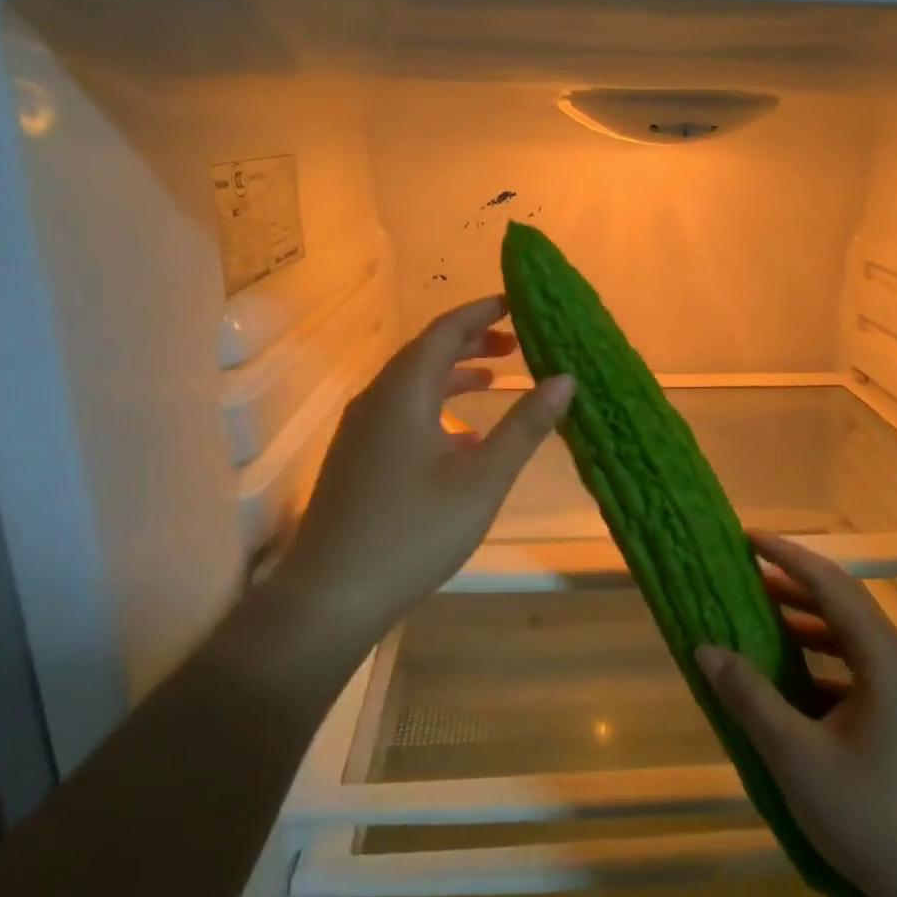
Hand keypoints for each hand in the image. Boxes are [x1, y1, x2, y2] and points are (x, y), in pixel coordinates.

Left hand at [276, 296, 572, 649]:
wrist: (331, 593)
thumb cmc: (414, 531)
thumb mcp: (482, 479)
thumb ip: (525, 427)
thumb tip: (565, 379)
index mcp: (403, 392)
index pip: (445, 331)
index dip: (481, 312)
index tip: (516, 302)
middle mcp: (377, 399)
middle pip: (426, 353)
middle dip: (472, 343)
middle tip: (516, 344)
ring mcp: (361, 429)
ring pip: (413, 385)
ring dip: (454, 376)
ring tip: (495, 381)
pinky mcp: (356, 457)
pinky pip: (401, 413)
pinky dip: (437, 408)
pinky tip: (463, 437)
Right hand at [696, 532, 896, 896]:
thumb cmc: (875, 819)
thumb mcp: (798, 758)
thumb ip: (750, 697)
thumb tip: (706, 648)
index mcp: (889, 659)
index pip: (833, 585)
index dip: (788, 556)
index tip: (749, 538)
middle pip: (845, 608)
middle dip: (793, 590)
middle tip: (743, 578)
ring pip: (855, 643)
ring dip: (809, 629)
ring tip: (760, 622)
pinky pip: (866, 673)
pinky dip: (827, 665)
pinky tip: (795, 684)